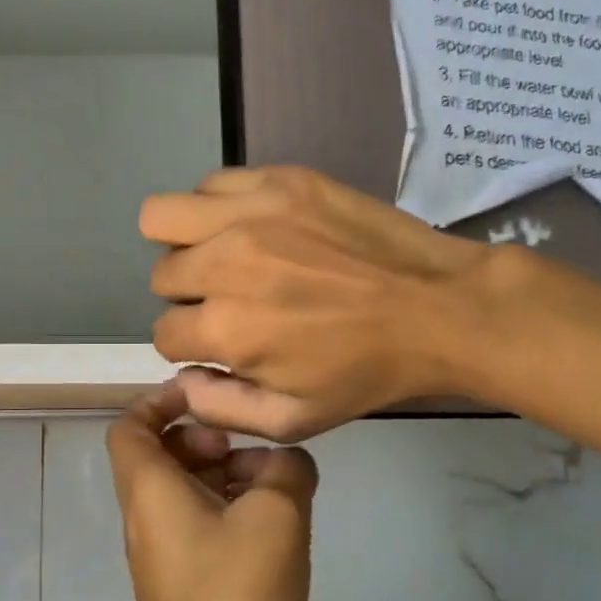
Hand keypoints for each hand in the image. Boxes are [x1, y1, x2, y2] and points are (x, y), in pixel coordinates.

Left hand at [102, 383, 317, 600]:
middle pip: (162, 457)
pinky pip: (207, 532)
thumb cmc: (238, 597)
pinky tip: (284, 526)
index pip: (131, 426)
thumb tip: (286, 462)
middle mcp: (149, 521)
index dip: (162, 401)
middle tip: (250, 447)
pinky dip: (237, 515)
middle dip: (206, 439)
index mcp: (150, 493)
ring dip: (229, 478)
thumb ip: (286, 469)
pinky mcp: (195, 590)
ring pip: (189, 495)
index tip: (209, 396)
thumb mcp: (276, 515)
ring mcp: (170, 559)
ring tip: (281, 483)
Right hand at [141, 166, 500, 440]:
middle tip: (228, 298)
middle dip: (186, 296)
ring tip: (224, 255)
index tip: (222, 341)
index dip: (190, 344)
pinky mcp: (279, 180)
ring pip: (164, 216)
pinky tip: (250, 225)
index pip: (163, 333)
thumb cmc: (366, 371)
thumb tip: (180, 379)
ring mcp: (252, 213)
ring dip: (185, 243)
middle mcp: (226, 264)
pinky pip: (211, 183)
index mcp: (228, 329)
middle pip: (161, 274)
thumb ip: (220, 408)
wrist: (439, 308)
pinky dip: (216, 207)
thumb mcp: (294, 420)